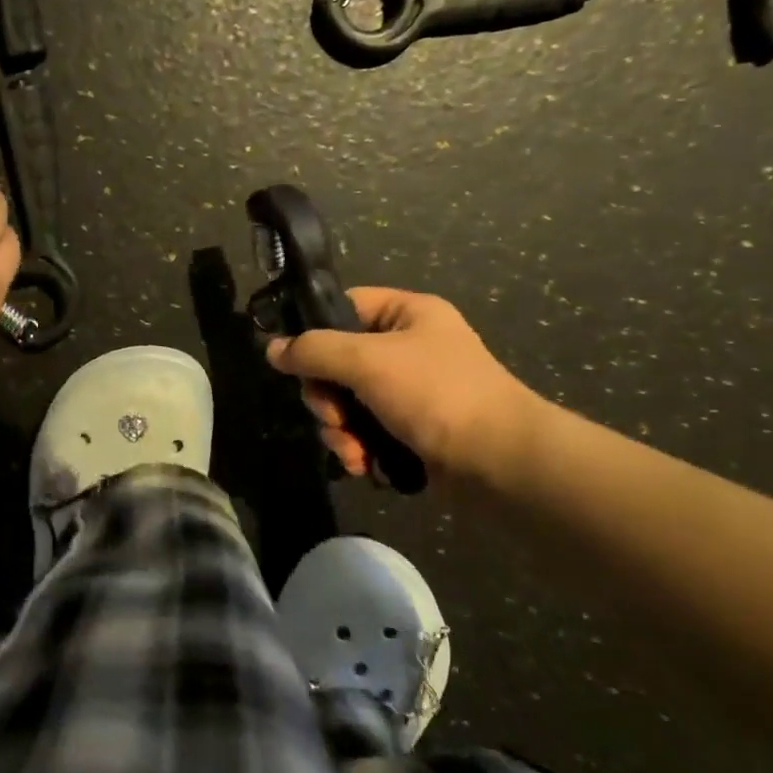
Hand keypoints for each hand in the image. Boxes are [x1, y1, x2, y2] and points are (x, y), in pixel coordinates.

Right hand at [266, 287, 542, 487]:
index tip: (294, 362)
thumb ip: (314, 350)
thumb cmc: (436, 394)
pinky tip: (364, 465)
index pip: (345, 307)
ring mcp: (412, 391)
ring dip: (340, 430)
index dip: (315, 331)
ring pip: (349, 403)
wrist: (501, 462)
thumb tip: (271, 348)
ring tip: (351, 451)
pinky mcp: (414, 430)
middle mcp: (409, 348)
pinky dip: (359, 448)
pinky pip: (368, 431)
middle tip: (332, 417)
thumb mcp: (367, 361)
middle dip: (327, 398)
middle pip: (339, 363)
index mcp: (408, 314)